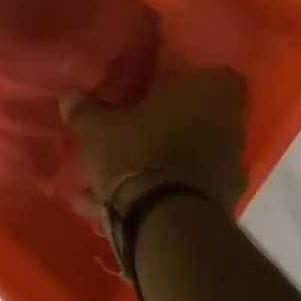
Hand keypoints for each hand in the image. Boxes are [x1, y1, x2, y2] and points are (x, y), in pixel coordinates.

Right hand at [63, 68, 247, 214]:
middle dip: (171, 125)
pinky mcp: (223, 206)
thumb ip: (85, 112)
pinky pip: (189, 191)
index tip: (164, 90)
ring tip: (120, 179)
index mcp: (209, 93)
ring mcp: (230, 168)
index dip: (192, 81)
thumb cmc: (138, 154)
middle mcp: (230, 126)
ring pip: (193, 156)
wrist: (167, 226)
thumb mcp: (98, 130)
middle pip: (202, 118)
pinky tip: (121, 210)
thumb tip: (69, 99)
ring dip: (165, 163)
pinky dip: (162, 196)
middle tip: (137, 131)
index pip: (217, 75)